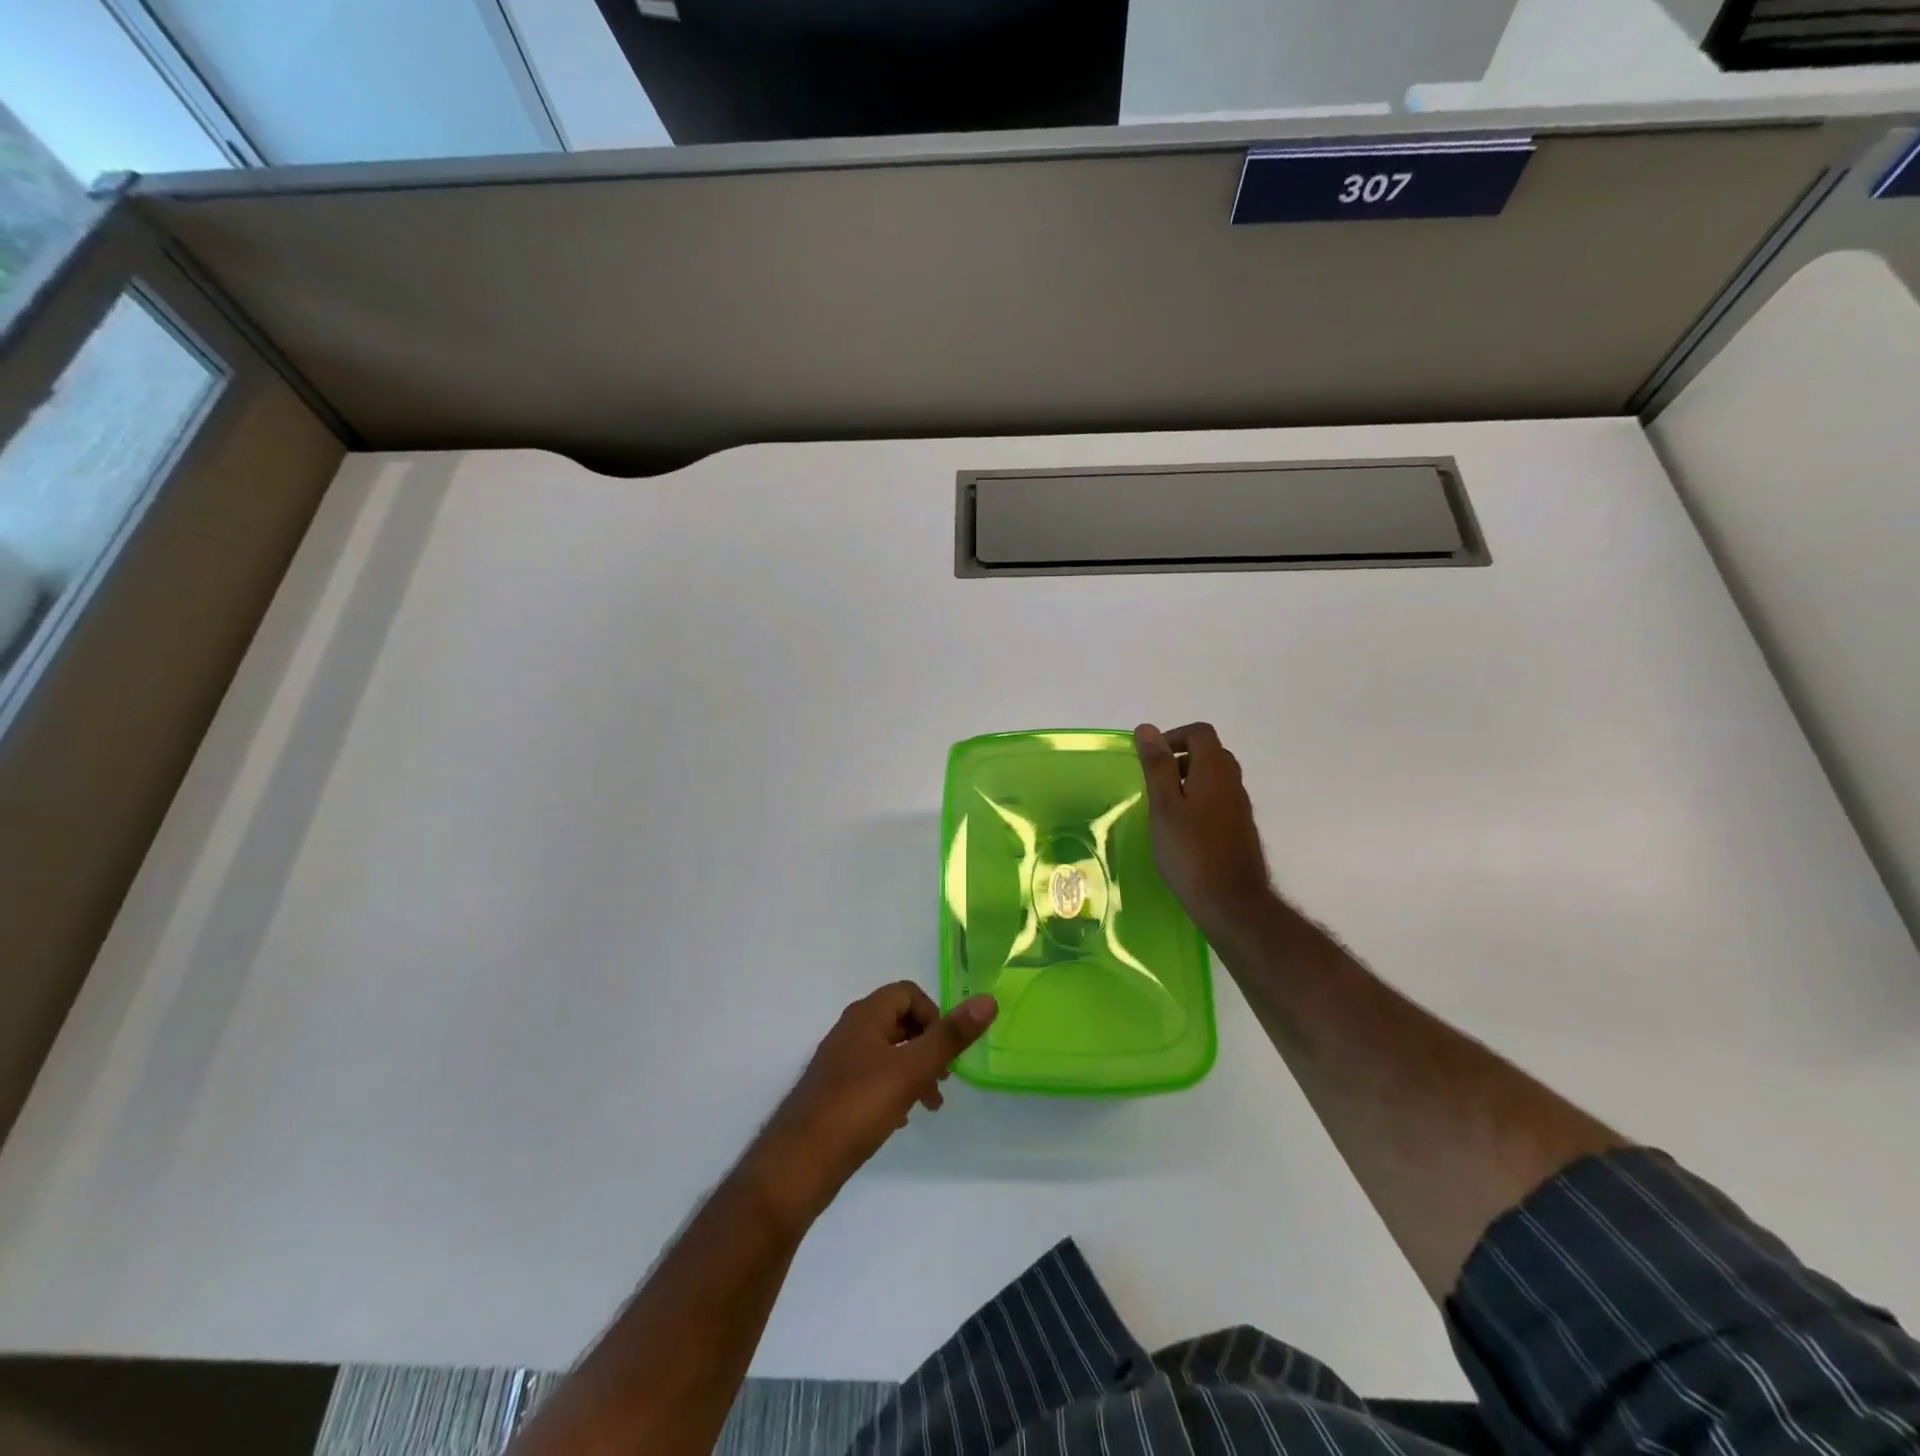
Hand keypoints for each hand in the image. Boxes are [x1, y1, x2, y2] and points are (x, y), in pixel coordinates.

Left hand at [740, 983, 995, 1227]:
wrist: (797, 1166)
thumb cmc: (857, 1109)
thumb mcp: (911, 1070)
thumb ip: (950, 1037)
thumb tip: (988, 1000)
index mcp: (865, 1016)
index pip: (907, 993)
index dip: (933, 1015)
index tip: (946, 1051)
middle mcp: (850, 1031)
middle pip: (899, 1021)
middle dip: (928, 1046)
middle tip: (944, 1081)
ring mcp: (839, 1063)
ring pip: (888, 1053)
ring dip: (914, 1071)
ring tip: (929, 1106)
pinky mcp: (834, 1094)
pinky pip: (873, 1079)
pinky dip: (893, 1090)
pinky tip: (900, 1120)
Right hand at [1135, 722, 1274, 936]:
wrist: (1230, 902)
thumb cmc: (1189, 851)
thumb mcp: (1164, 805)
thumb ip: (1157, 766)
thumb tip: (1147, 729)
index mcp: (1215, 770)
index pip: (1199, 733)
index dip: (1173, 737)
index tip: (1150, 759)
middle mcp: (1233, 782)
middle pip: (1209, 753)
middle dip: (1179, 759)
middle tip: (1154, 783)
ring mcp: (1240, 807)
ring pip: (1215, 778)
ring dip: (1188, 781)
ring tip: (1164, 808)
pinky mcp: (1240, 829)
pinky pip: (1219, 800)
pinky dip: (1199, 802)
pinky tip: (1181, 830)